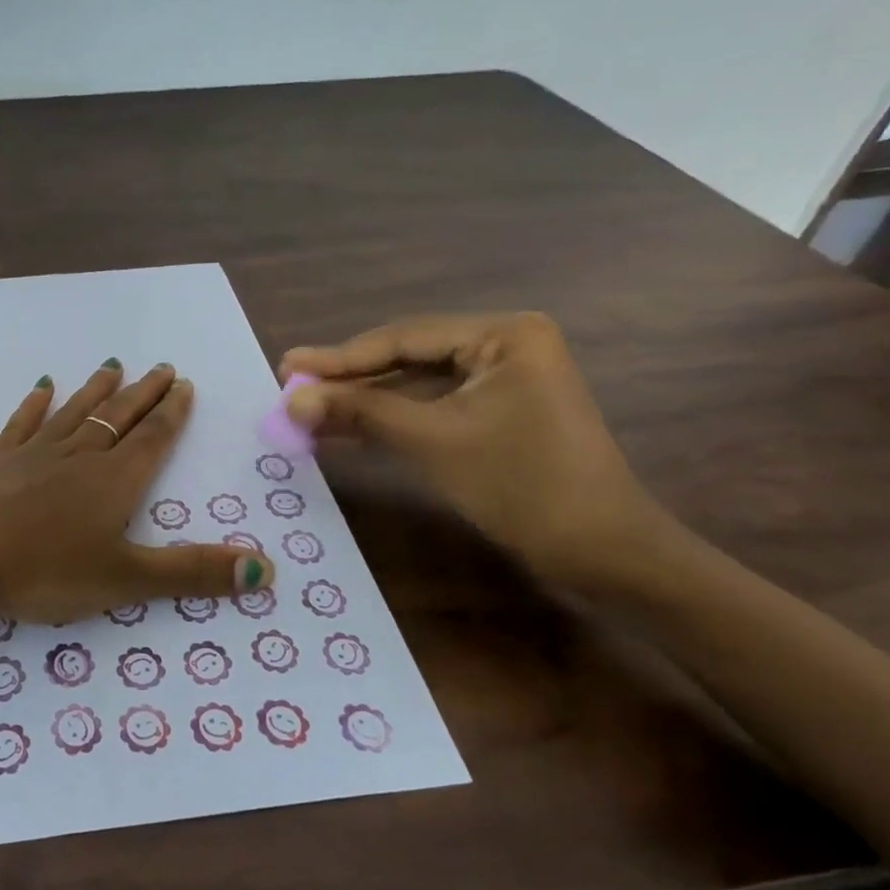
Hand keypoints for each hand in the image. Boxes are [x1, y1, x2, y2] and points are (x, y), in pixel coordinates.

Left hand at [0, 361, 274, 623]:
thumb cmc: (44, 567)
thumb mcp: (125, 578)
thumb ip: (192, 573)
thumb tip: (267, 571)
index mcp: (114, 481)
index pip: (152, 439)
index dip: (171, 413)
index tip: (183, 383)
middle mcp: (79, 457)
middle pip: (118, 418)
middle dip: (143, 395)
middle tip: (162, 367)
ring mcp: (34, 455)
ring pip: (74, 414)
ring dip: (96, 391)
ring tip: (112, 365)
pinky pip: (23, 425)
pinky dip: (35, 405)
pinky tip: (42, 388)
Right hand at [280, 313, 660, 591]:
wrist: (602, 554)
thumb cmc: (522, 485)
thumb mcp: (433, 441)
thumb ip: (360, 412)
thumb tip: (291, 400)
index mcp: (504, 334)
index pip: (404, 338)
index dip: (340, 357)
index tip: (287, 366)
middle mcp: (505, 345)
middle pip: (407, 357)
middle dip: (349, 378)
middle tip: (290, 385)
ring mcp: (503, 380)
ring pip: (415, 384)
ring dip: (364, 401)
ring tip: (307, 410)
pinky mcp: (498, 412)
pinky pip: (432, 407)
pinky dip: (390, 419)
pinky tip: (344, 429)